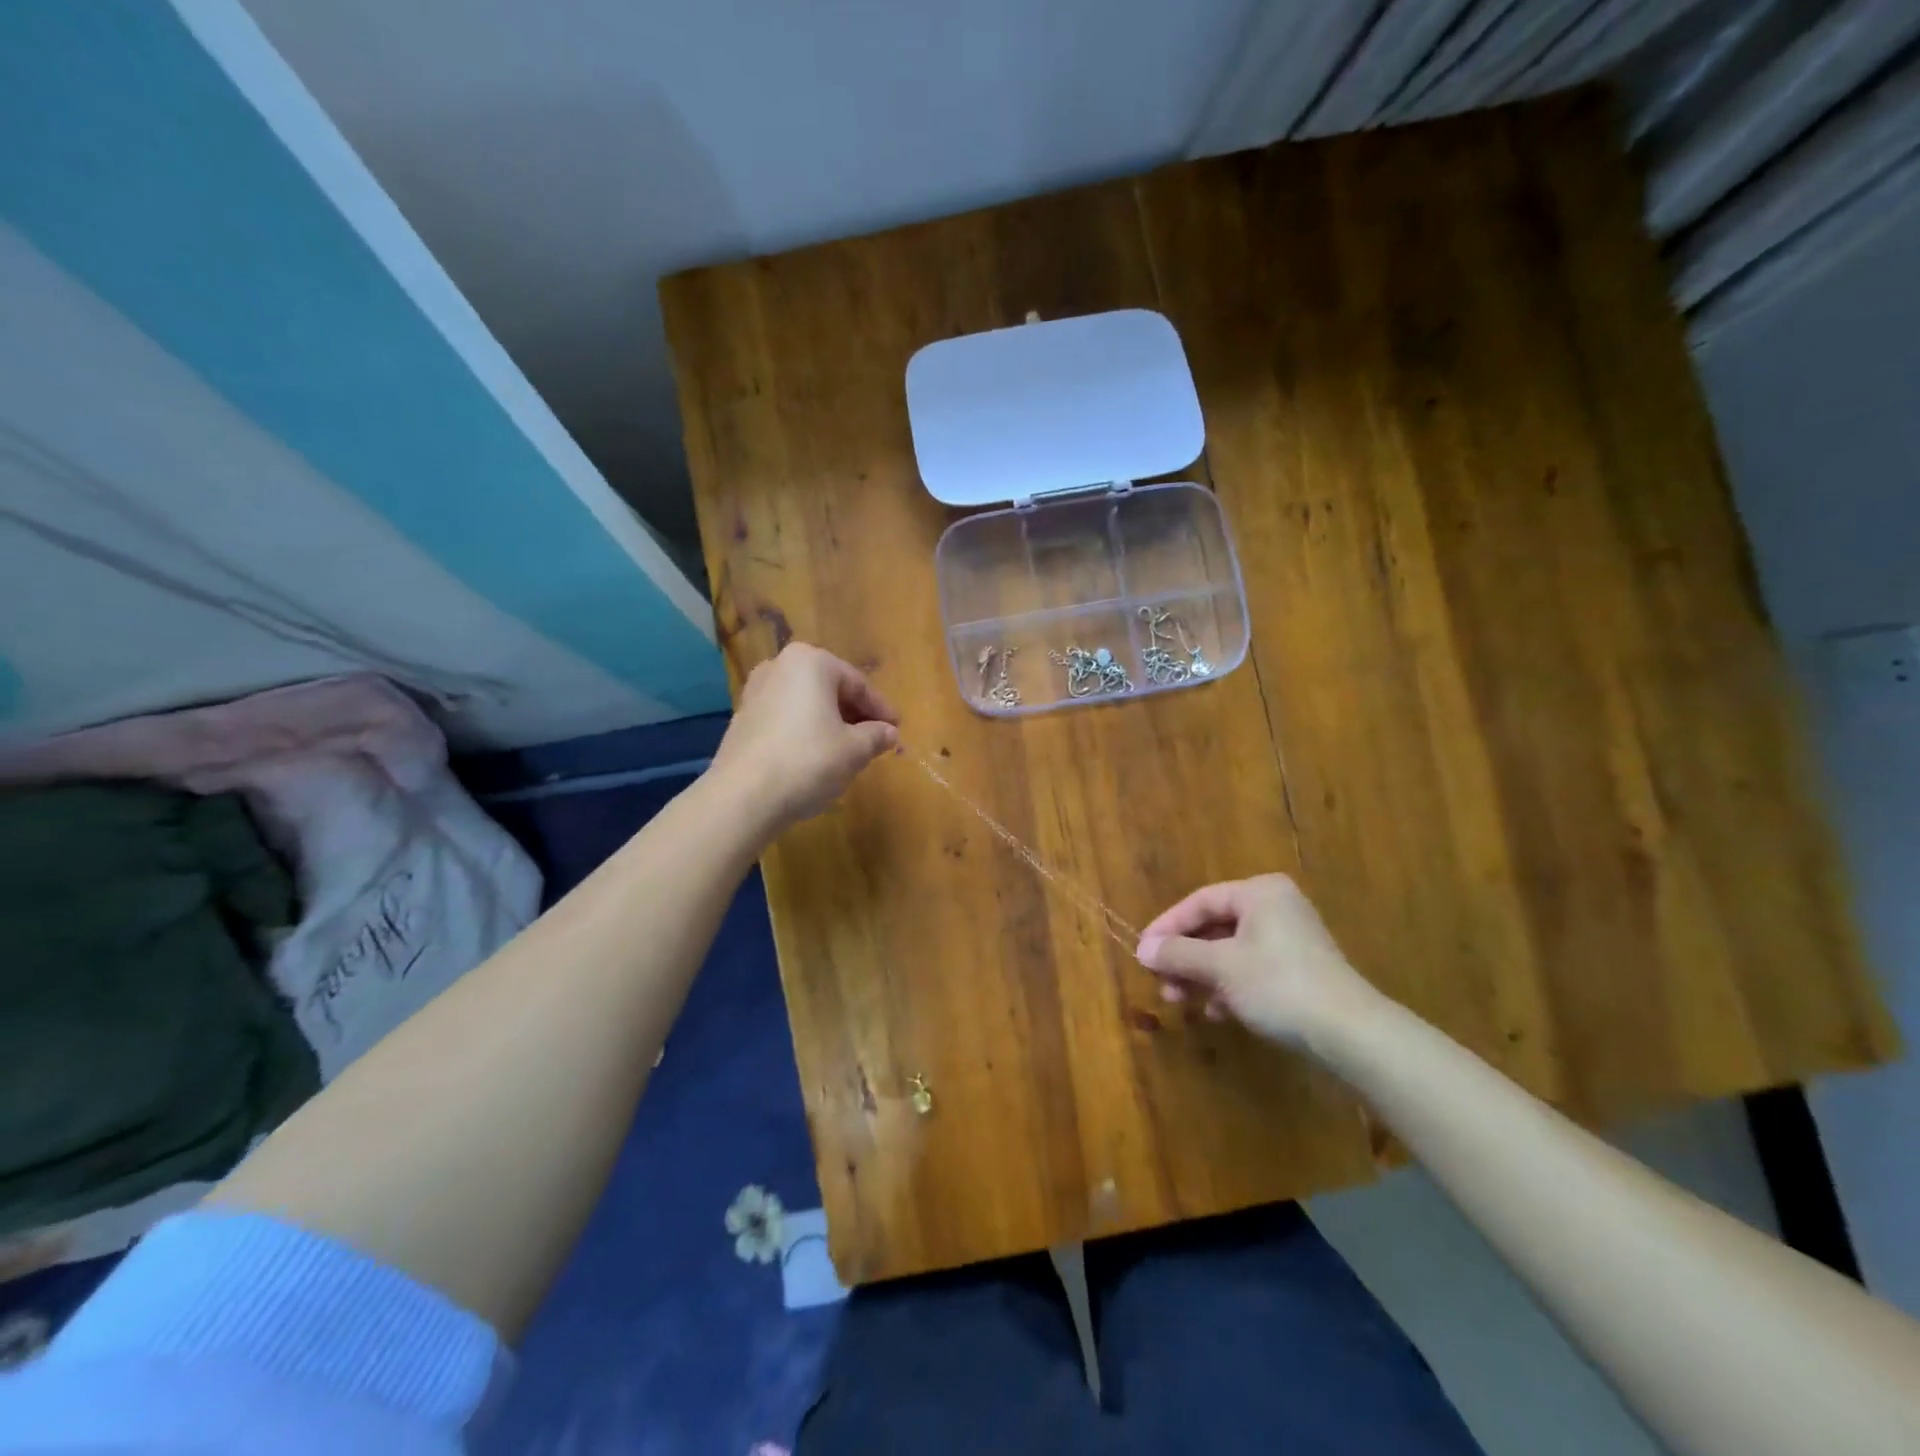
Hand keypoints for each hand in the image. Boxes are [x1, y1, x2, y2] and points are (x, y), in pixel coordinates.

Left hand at [711, 643, 899, 830]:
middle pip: (830, 690)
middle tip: (875, 740)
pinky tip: (816, 757)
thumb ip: (876, 736)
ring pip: (807, 704)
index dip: (882, 710)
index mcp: (811, 662)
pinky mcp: (743, 719)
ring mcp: (756, 691)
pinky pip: (786, 718)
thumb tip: (889, 733)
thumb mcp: (854, 750)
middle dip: (855, 715)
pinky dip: (806, 732)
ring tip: (849, 751)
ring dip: (830, 724)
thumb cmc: (808, 761)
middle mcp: (780, 666)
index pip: (858, 684)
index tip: (897, 730)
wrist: (743, 797)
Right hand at [1136, 874, 1383, 1048]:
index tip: (1143, 953)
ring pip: (1231, 951)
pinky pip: (1251, 970)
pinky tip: (1217, 1013)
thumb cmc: (1278, 985)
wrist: (1350, 1034)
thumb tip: (1142, 949)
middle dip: (1184, 957)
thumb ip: (1178, 954)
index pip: (1199, 902)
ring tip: (1180, 1001)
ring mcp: (1291, 940)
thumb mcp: (1220, 967)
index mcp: (1259, 893)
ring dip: (1202, 975)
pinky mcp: (1300, 971)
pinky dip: (1229, 987)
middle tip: (1160, 982)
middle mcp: (1276, 907)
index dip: (1167, 927)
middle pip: (1214, 927)